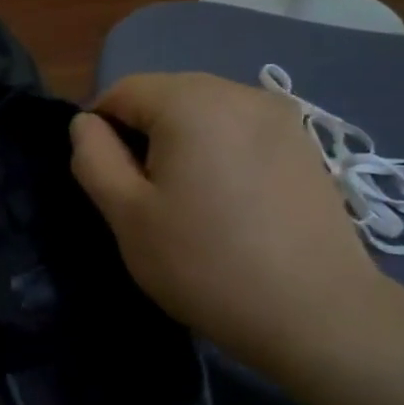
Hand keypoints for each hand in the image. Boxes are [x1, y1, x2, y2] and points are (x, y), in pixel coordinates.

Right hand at [70, 72, 398, 375]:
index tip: (106, 181)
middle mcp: (239, 93)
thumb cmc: (205, 264)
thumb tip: (86, 124)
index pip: (123, 91)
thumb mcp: (127, 215)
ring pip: (204, 112)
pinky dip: (219, 152)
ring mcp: (280, 117)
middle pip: (166, 96)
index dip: (100, 130)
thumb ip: (93, 159)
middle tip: (144, 197)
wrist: (317, 313)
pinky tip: (228, 202)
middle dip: (142, 135)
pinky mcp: (305, 144)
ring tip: (188, 201)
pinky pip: (240, 131)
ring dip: (181, 143)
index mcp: (191, 102)